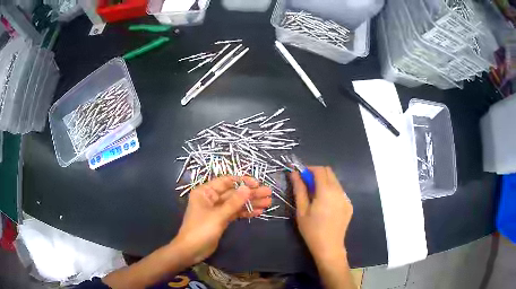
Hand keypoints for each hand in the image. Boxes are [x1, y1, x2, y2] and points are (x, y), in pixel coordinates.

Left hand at [173, 176, 271, 265]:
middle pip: (233, 192)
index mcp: (205, 192)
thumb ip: (234, 202)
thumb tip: (248, 188)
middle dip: (250, 193)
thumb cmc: (201, 230)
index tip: (257, 184)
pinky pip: (235, 213)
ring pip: (236, 203)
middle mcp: (211, 198)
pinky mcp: (221, 220)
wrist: (191, 250)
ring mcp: (217, 210)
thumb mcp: (218, 216)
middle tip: (268, 193)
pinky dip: (246, 212)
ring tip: (268, 202)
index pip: (226, 181)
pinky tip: (258, 212)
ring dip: (251, 203)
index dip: (242, 181)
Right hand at [290, 167, 352, 260]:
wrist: (329, 247)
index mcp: (326, 191)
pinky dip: (331, 191)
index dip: (309, 169)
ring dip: (324, 182)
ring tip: (315, 196)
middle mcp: (339, 191)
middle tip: (306, 184)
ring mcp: (346, 198)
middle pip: (329, 172)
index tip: (300, 175)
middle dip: (317, 173)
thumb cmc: (311, 230)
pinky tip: (325, 205)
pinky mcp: (349, 205)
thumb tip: (294, 173)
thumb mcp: (301, 210)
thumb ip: (299, 189)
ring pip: (335, 181)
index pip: (319, 170)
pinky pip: (339, 191)